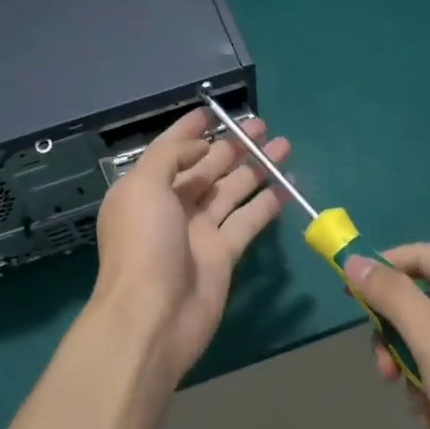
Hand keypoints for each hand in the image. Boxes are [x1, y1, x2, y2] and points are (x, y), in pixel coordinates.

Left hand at [91, 108, 288, 386]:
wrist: (152, 317)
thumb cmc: (142, 245)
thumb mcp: (143, 187)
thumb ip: (170, 156)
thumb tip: (201, 145)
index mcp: (145, 189)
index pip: (170, 150)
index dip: (190, 130)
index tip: (213, 111)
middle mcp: (172, 206)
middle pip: (206, 168)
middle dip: (232, 145)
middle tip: (261, 125)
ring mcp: (199, 231)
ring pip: (231, 190)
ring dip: (255, 168)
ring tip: (282, 144)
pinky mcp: (223, 254)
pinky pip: (248, 220)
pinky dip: (266, 203)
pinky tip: (286, 183)